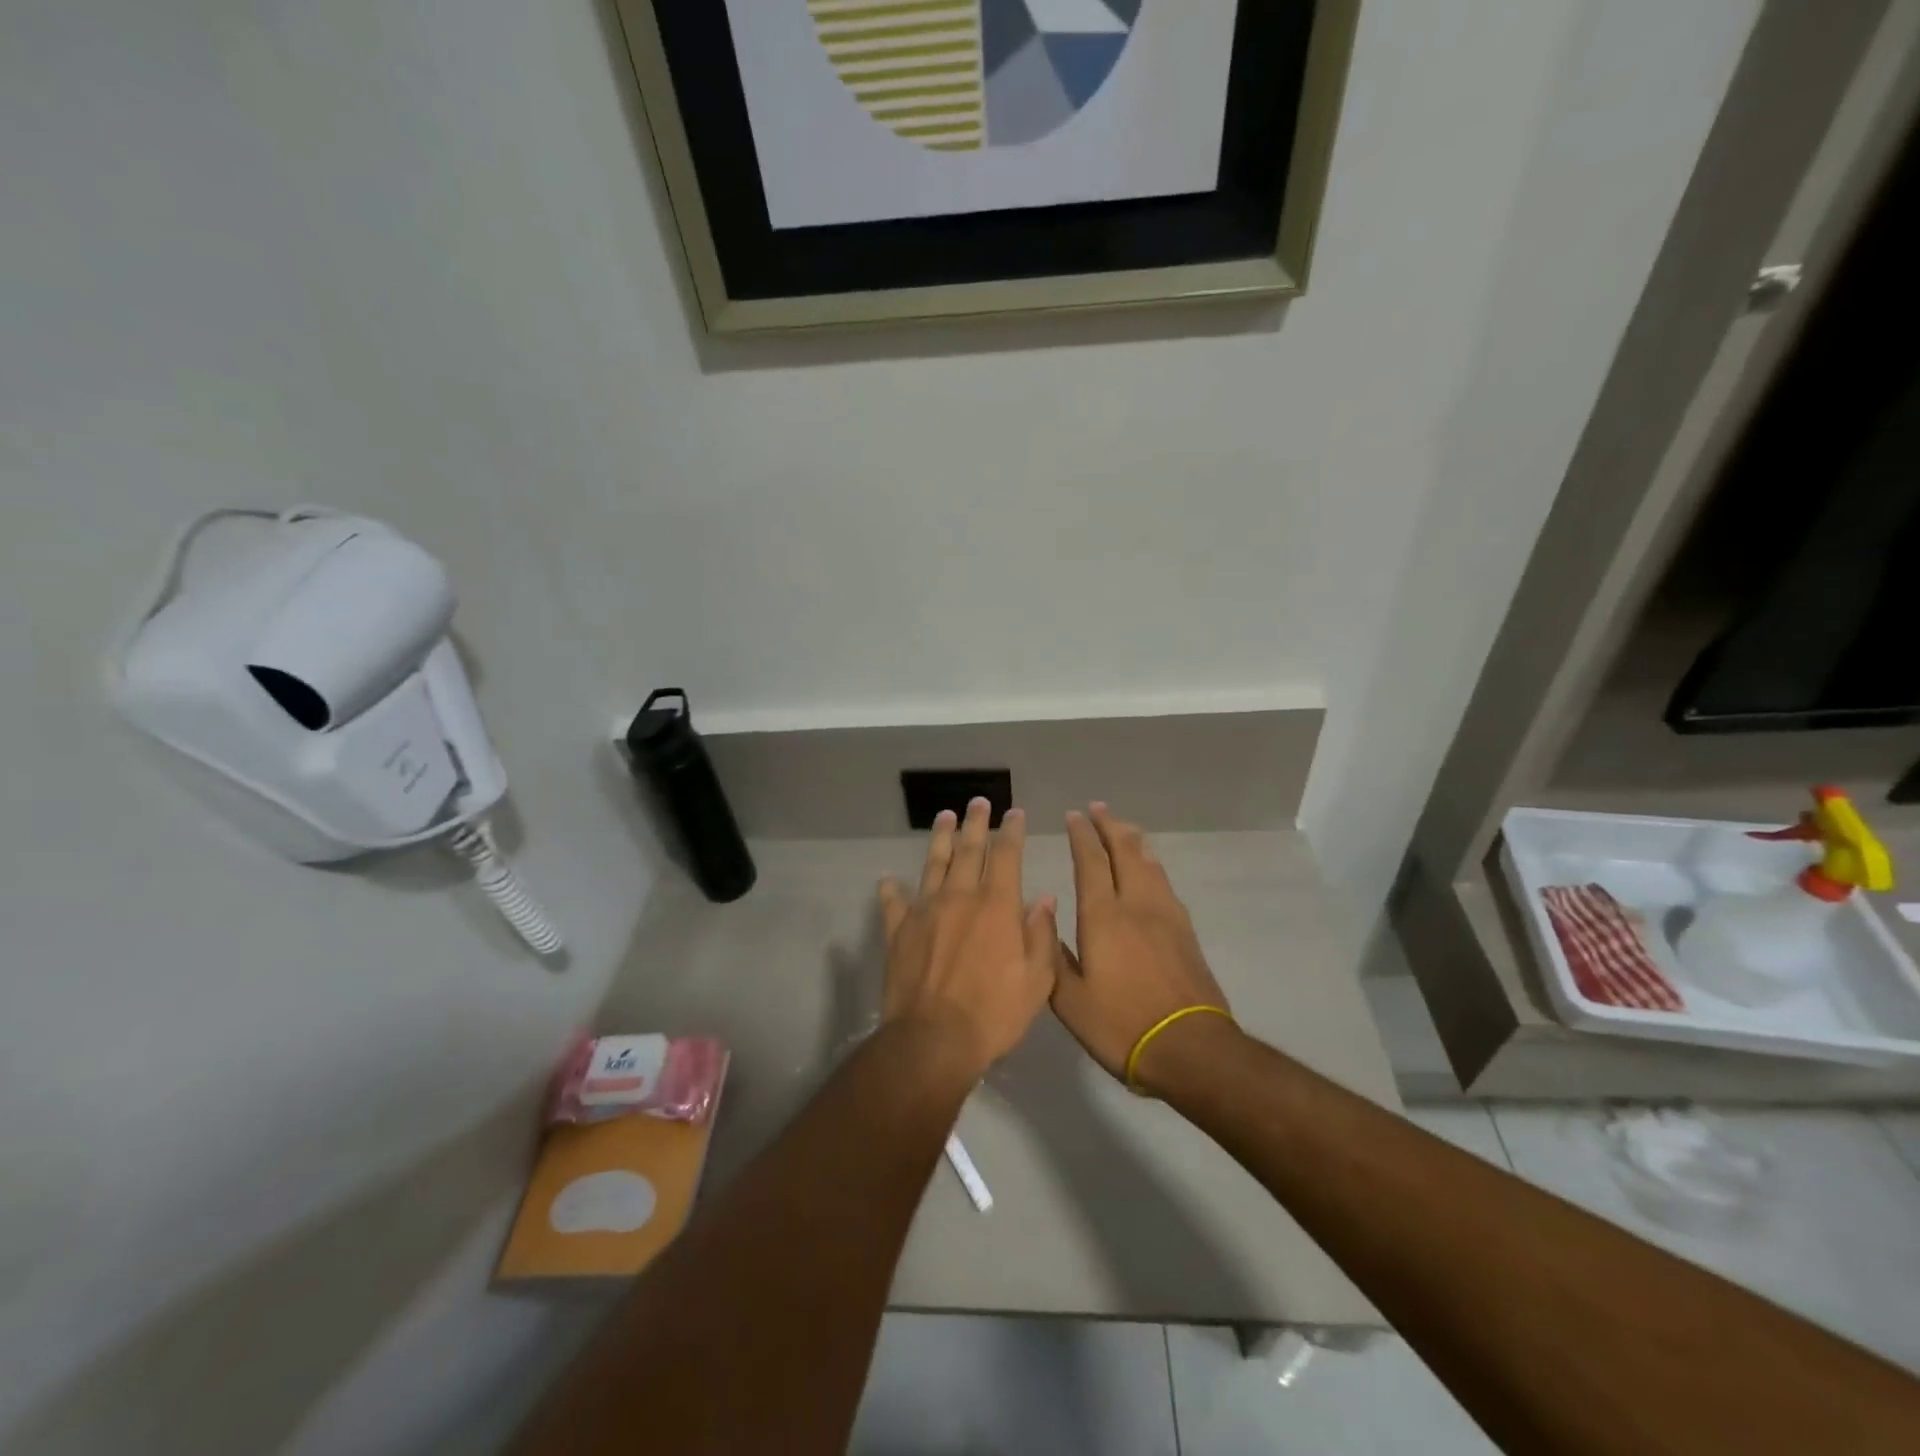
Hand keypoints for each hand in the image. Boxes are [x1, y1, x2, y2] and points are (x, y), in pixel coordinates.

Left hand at [877, 799, 1058, 1074]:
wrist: (933, 1040)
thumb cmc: (994, 1013)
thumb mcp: (1036, 980)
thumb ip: (1040, 934)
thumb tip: (1042, 898)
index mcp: (996, 905)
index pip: (1006, 855)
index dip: (1011, 831)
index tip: (1013, 813)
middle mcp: (960, 897)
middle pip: (968, 850)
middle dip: (975, 823)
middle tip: (977, 802)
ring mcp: (925, 911)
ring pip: (933, 863)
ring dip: (940, 838)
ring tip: (944, 816)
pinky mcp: (898, 930)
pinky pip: (894, 902)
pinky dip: (891, 888)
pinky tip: (888, 878)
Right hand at [1052, 804, 1234, 1089]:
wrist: (1191, 1048)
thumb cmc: (1121, 1026)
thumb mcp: (1070, 1001)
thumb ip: (1052, 955)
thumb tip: (1042, 914)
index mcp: (1103, 917)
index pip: (1090, 862)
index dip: (1081, 835)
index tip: (1074, 815)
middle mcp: (1136, 905)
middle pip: (1125, 851)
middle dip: (1109, 825)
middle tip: (1098, 808)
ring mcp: (1166, 916)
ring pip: (1149, 863)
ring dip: (1133, 840)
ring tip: (1123, 827)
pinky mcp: (1185, 931)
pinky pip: (1164, 882)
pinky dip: (1151, 863)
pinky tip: (1150, 868)